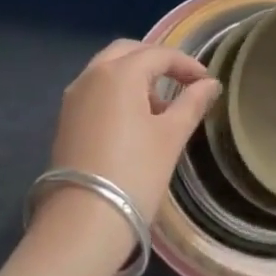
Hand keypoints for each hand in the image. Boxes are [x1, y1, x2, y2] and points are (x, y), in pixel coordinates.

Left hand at [45, 39, 220, 230]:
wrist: (82, 223)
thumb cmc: (134, 173)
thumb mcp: (171, 137)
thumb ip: (192, 104)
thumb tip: (210, 84)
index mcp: (119, 72)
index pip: (159, 55)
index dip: (186, 65)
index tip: (207, 82)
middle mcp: (92, 75)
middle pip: (128, 52)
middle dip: (156, 61)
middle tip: (181, 81)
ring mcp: (74, 97)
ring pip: (108, 69)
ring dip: (135, 76)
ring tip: (161, 106)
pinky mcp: (65, 119)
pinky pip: (95, 90)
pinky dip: (117, 92)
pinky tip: (134, 120)